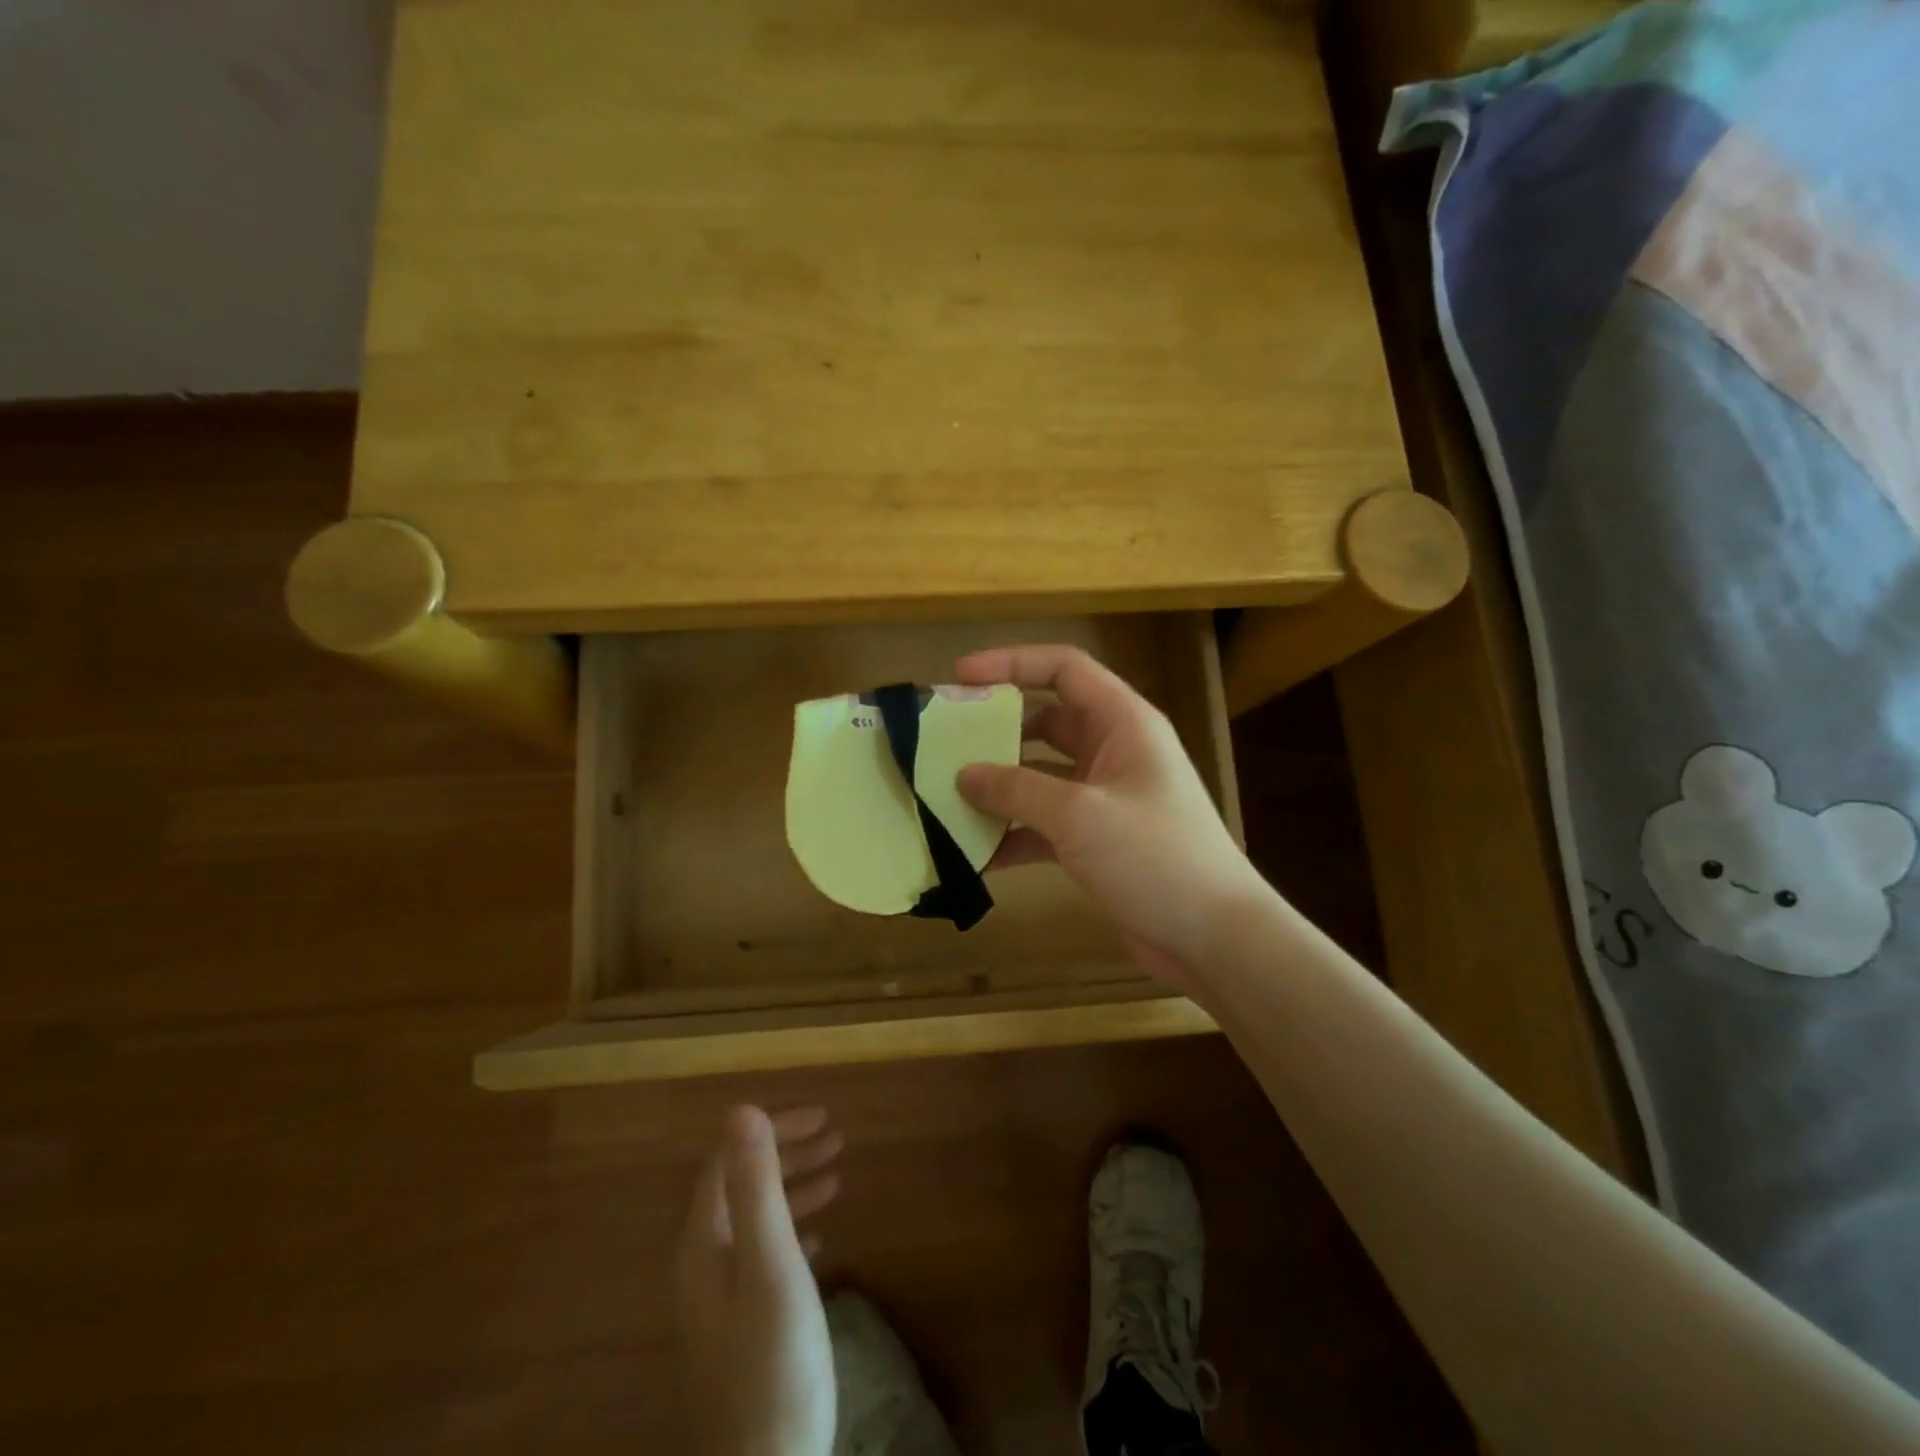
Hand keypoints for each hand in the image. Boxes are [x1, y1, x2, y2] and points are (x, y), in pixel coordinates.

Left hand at [676, 1105, 843, 1455]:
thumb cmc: (772, 1363)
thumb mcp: (771, 1265)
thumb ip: (756, 1186)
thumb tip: (741, 1108)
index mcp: (703, 1243)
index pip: (729, 1160)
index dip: (773, 1130)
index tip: (823, 1117)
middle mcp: (702, 1263)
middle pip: (741, 1186)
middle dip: (787, 1154)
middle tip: (837, 1138)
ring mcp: (718, 1300)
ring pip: (754, 1220)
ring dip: (793, 1189)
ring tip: (838, 1177)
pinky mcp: (739, 1328)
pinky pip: (763, 1255)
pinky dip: (792, 1231)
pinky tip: (820, 1240)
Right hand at [954, 644, 1269, 988]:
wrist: (1214, 939)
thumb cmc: (1155, 858)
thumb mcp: (1080, 816)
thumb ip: (1017, 789)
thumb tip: (964, 775)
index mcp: (1123, 723)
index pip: (1064, 669)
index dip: (1011, 663)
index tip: (959, 677)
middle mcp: (1114, 751)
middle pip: (1047, 722)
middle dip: (997, 729)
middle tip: (944, 740)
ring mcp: (1105, 798)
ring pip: (1040, 776)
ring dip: (999, 786)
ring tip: (947, 795)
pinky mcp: (1097, 841)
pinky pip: (1044, 824)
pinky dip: (1013, 834)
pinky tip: (976, 854)